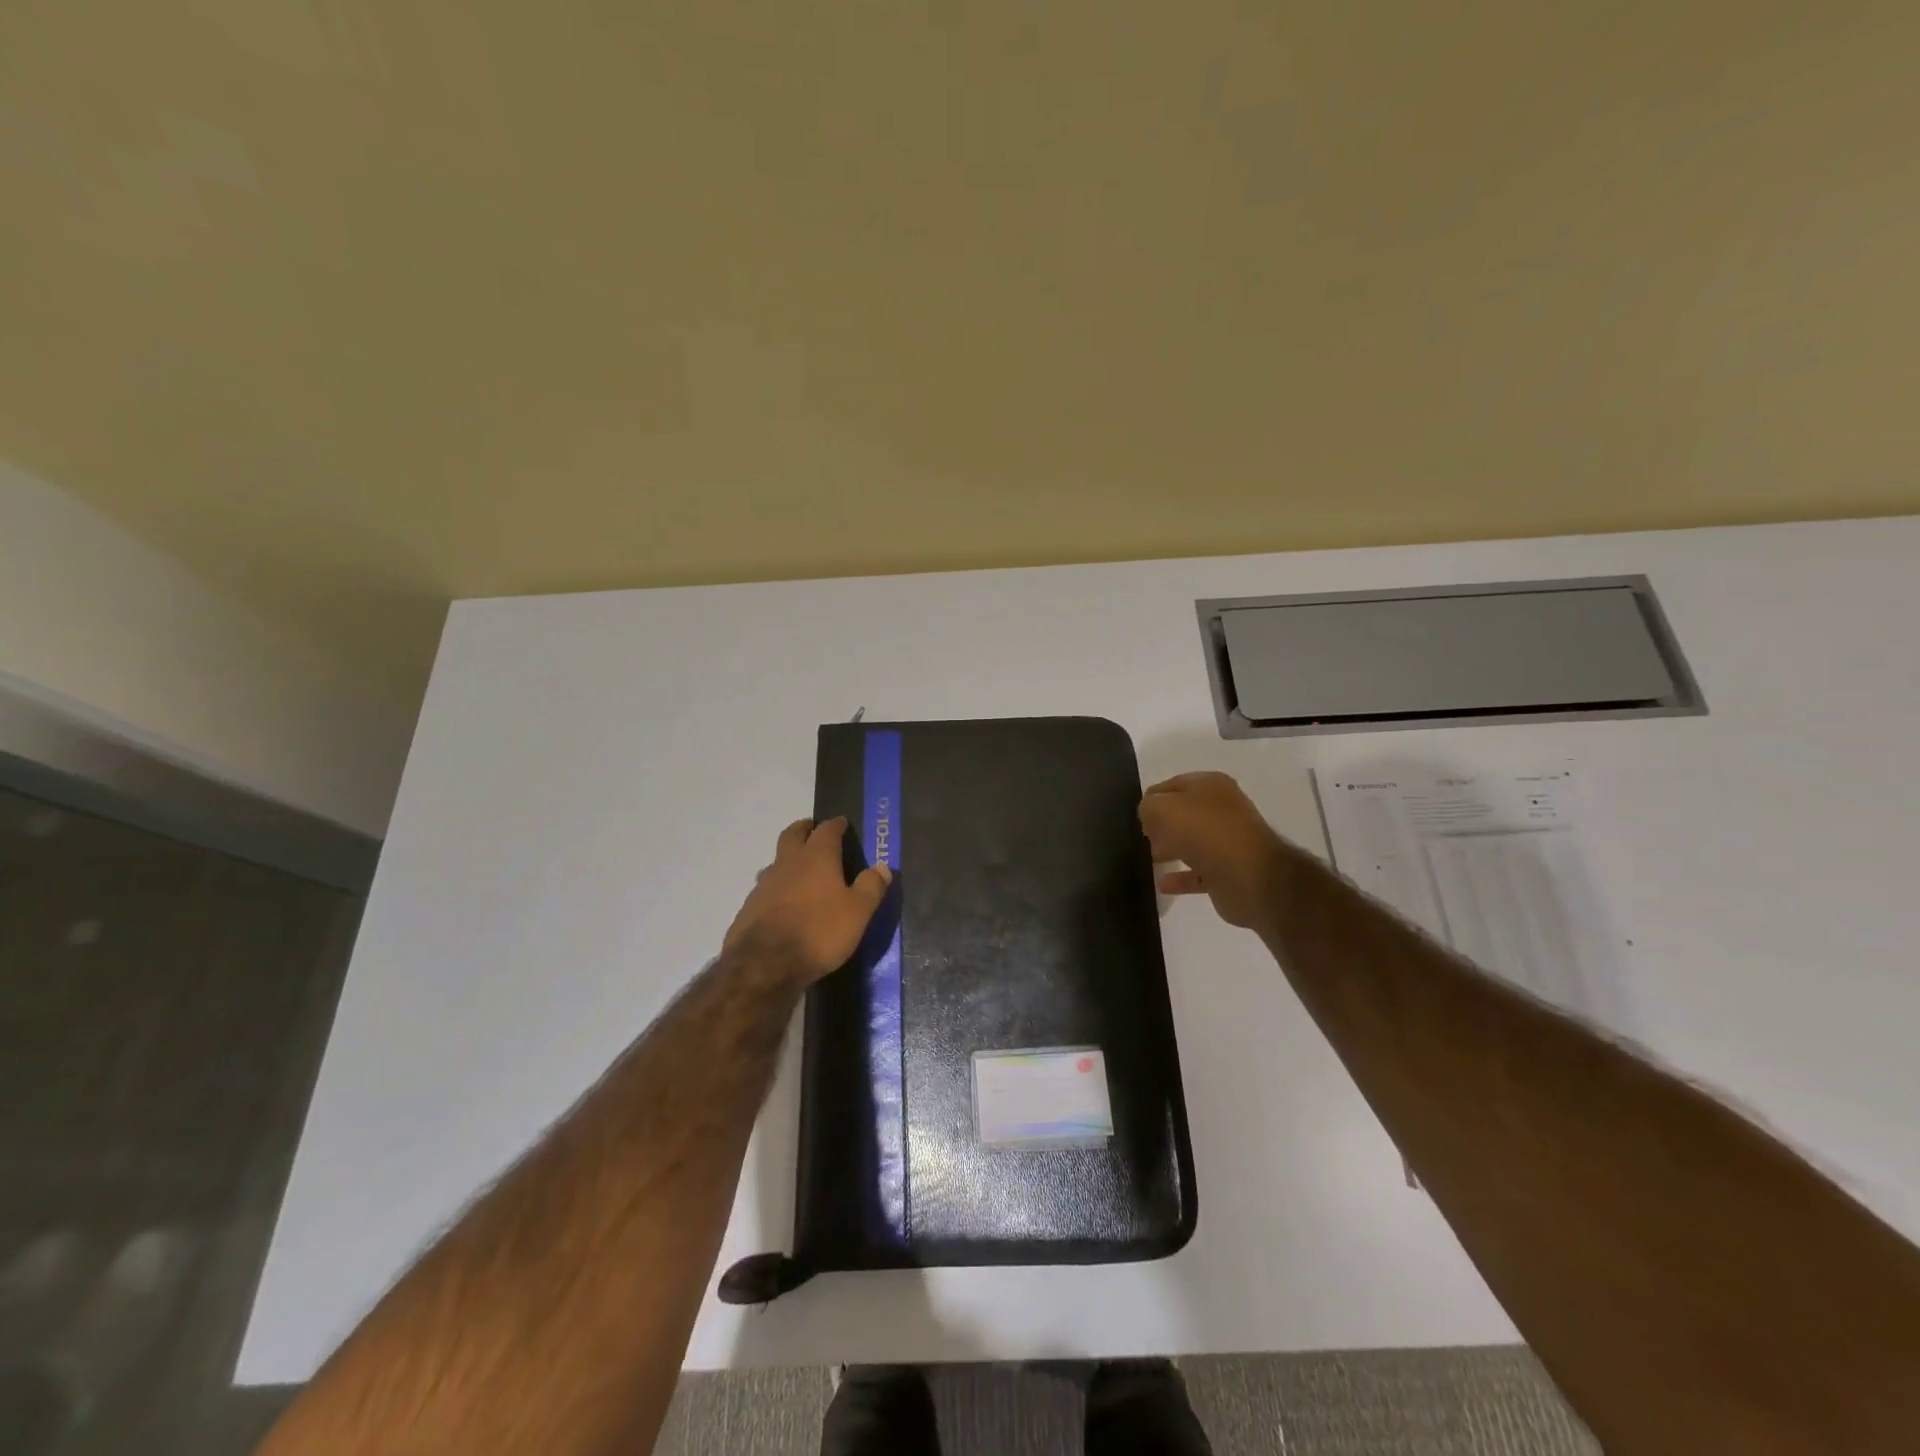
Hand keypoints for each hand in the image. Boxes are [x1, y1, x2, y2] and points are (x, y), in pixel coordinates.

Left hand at [724, 817, 892, 983]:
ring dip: (787, 859)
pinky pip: (765, 888)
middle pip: (793, 835)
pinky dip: (776, 888)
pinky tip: (782, 903)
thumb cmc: (819, 932)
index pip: (826, 830)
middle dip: (804, 829)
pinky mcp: (749, 907)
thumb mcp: (857, 912)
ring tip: (798, 869)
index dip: (835, 824)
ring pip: (776, 861)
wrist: (764, 964)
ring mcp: (764, 885)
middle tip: (812, 828)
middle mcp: (788, 863)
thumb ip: (871, 887)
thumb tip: (883, 866)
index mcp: (816, 858)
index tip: (841, 822)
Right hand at [1138, 772, 1289, 931]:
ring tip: (1149, 859)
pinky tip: (1163, 884)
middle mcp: (1223, 809)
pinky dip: (1181, 877)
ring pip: (1192, 842)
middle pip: (1184, 813)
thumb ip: (1148, 807)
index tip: (1135, 816)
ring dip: (1171, 850)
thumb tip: (1149, 816)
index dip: (1152, 798)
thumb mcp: (1163, 809)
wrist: (1250, 876)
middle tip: (1141, 838)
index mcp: (1211, 785)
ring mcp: (1229, 841)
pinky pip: (1199, 872)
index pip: (1172, 785)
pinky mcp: (1230, 871)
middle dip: (1161, 824)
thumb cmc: (1205, 832)